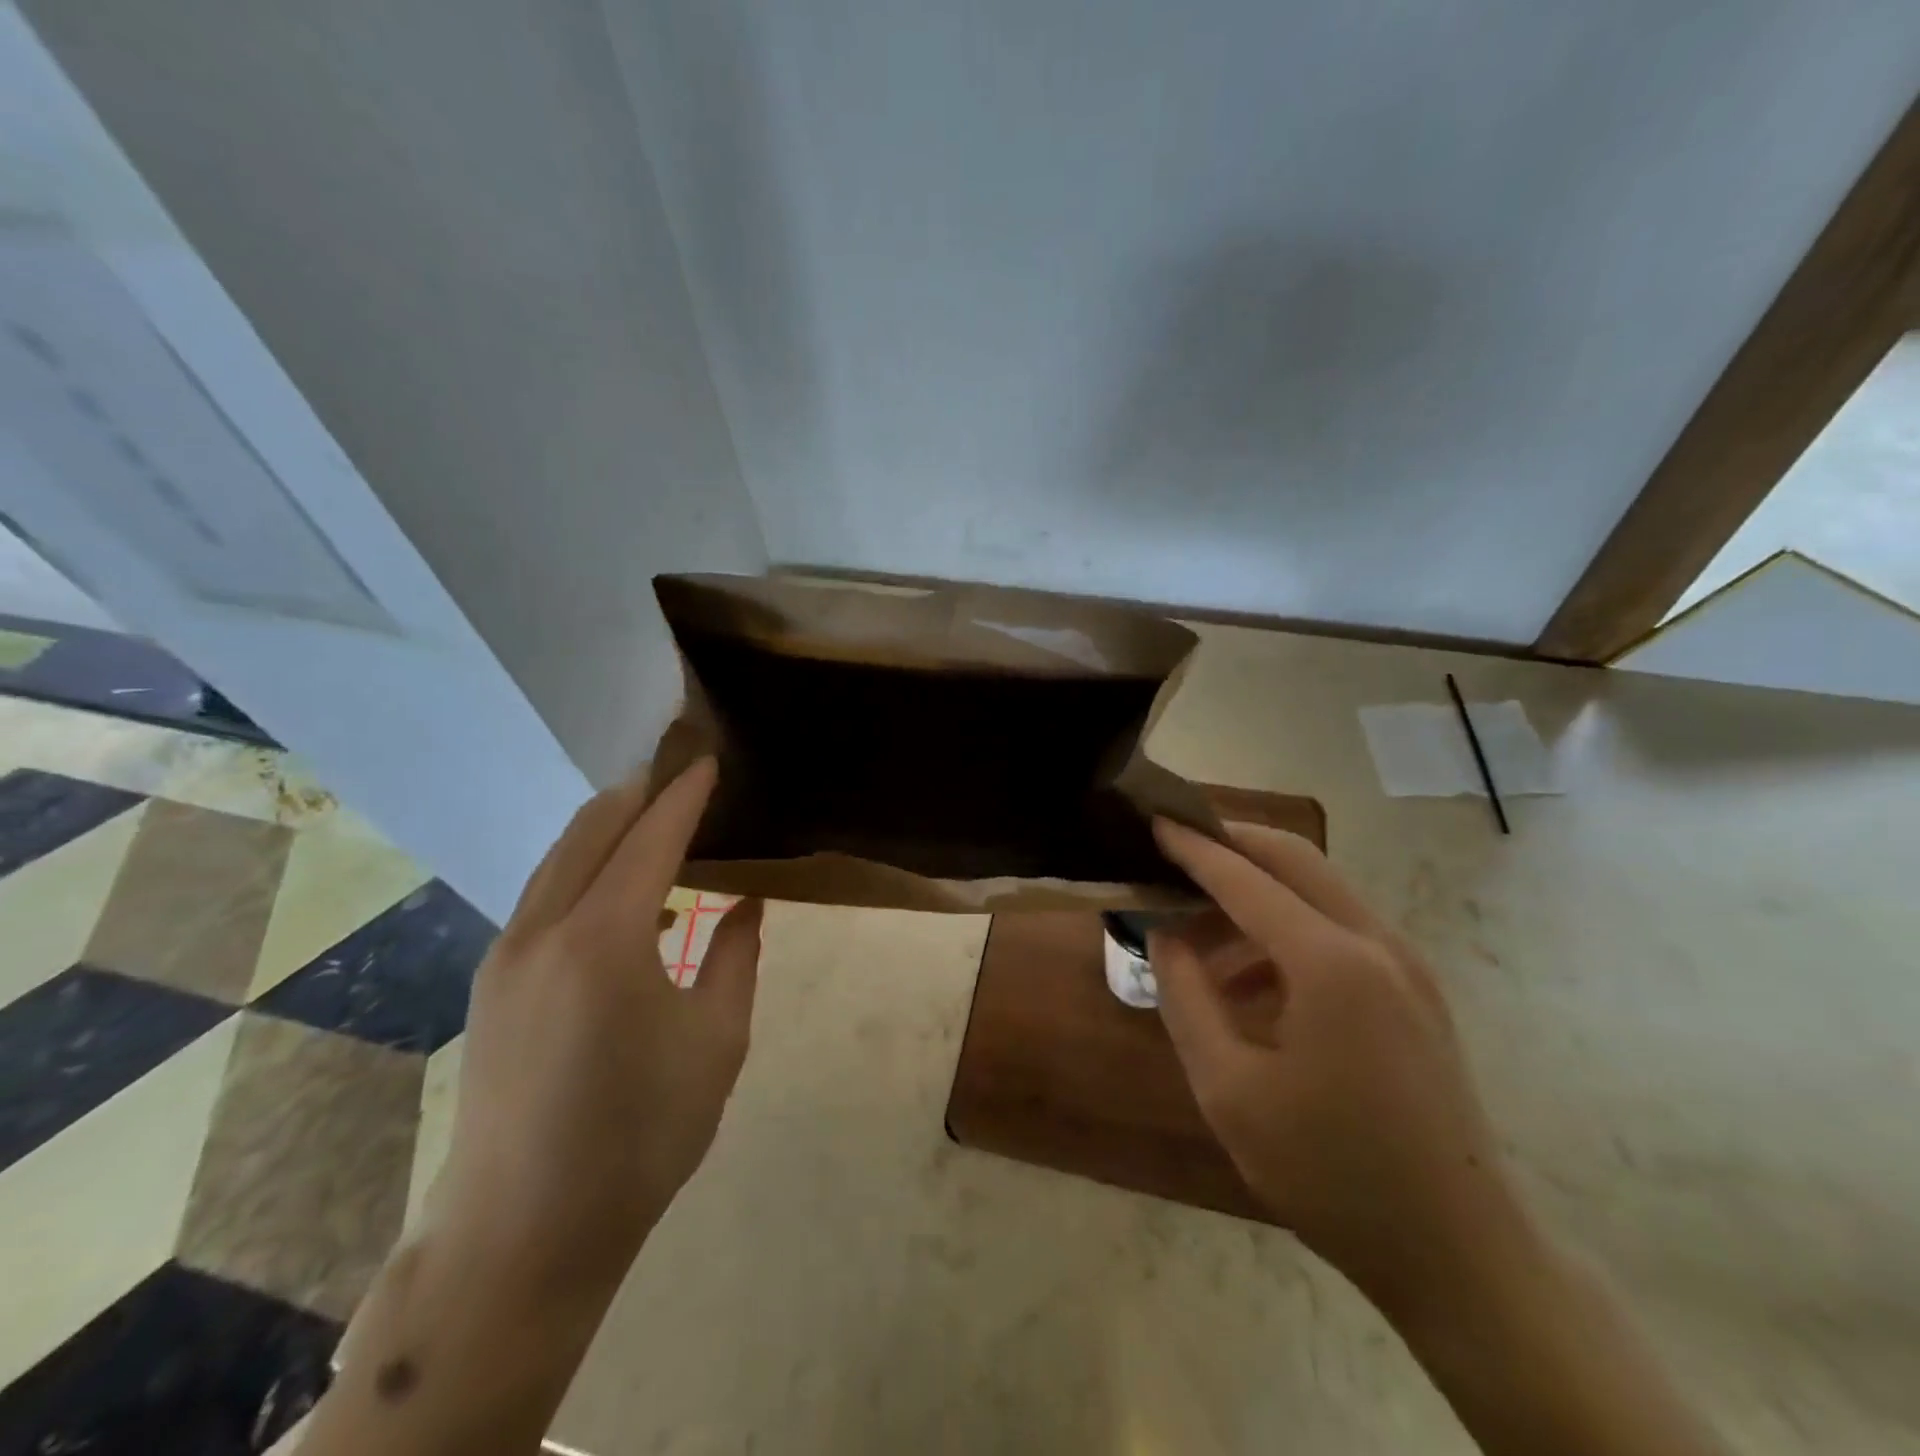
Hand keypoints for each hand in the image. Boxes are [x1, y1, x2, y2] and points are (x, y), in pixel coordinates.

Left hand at [432, 757, 761, 1294]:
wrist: (525, 1232)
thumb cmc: (640, 1135)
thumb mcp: (716, 1041)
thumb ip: (736, 956)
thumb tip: (746, 901)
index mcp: (604, 940)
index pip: (651, 839)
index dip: (684, 795)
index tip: (709, 760)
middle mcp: (542, 931)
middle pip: (590, 830)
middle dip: (638, 792)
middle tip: (680, 767)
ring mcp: (506, 956)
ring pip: (558, 859)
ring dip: (606, 826)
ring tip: (652, 813)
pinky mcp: (492, 983)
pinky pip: (543, 895)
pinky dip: (584, 868)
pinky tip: (619, 891)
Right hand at [1149, 818, 1517, 1311]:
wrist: (1459, 1253)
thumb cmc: (1329, 1171)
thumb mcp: (1229, 1089)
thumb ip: (1186, 997)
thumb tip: (1165, 935)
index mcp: (1330, 964)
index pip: (1245, 879)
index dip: (1194, 848)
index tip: (1153, 820)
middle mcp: (1376, 943)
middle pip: (1294, 858)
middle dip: (1232, 843)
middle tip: (1176, 846)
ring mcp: (1406, 965)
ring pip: (1319, 891)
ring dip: (1256, 893)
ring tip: (1199, 935)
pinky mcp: (1416, 990)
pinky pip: (1340, 930)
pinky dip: (1287, 931)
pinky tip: (1250, 982)